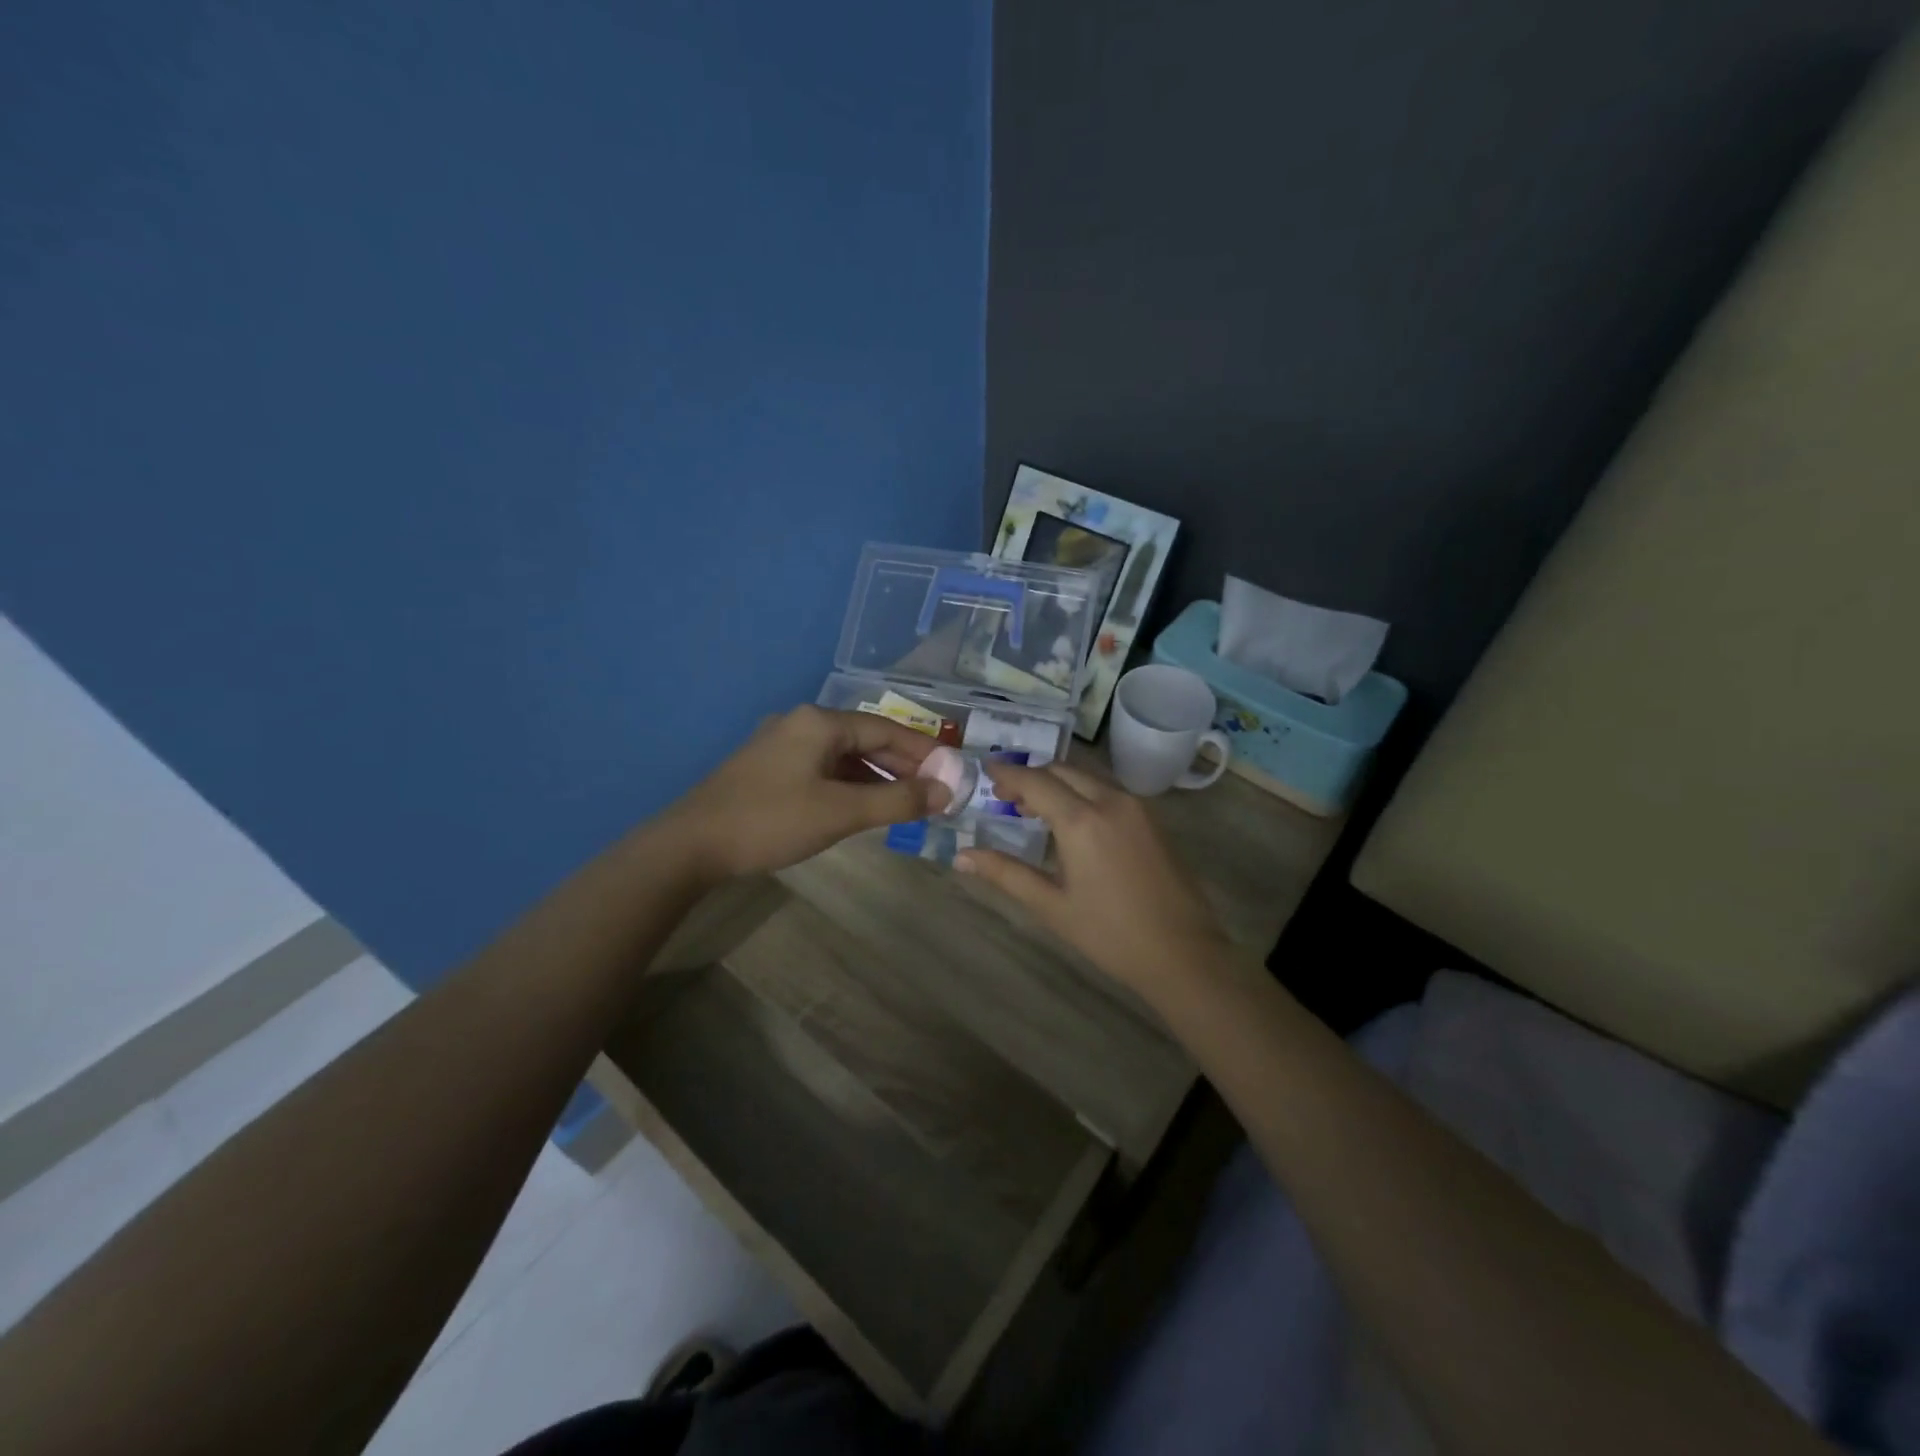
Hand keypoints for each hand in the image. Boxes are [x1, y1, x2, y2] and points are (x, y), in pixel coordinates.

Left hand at [664, 705, 947, 880]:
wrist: (691, 844)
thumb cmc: (771, 821)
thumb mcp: (841, 812)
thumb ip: (896, 800)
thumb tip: (945, 792)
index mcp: (820, 723)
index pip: (886, 729)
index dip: (924, 751)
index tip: (952, 772)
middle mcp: (801, 723)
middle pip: (865, 739)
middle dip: (902, 765)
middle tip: (934, 791)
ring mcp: (781, 744)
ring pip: (843, 756)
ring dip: (877, 777)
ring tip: (906, 801)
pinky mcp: (768, 768)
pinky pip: (822, 769)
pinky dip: (849, 784)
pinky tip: (862, 805)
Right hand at [955, 761, 1229, 995]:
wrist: (1183, 953)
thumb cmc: (1110, 934)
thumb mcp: (1052, 906)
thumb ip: (1005, 874)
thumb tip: (961, 857)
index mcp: (1082, 820)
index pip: (1035, 781)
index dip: (1007, 774)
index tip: (984, 771)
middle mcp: (1110, 801)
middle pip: (1062, 771)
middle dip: (1031, 777)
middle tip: (1005, 797)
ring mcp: (1136, 807)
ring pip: (1087, 778)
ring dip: (1058, 783)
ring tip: (1034, 809)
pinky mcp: (1152, 819)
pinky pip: (1108, 791)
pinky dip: (1082, 793)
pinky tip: (1072, 821)